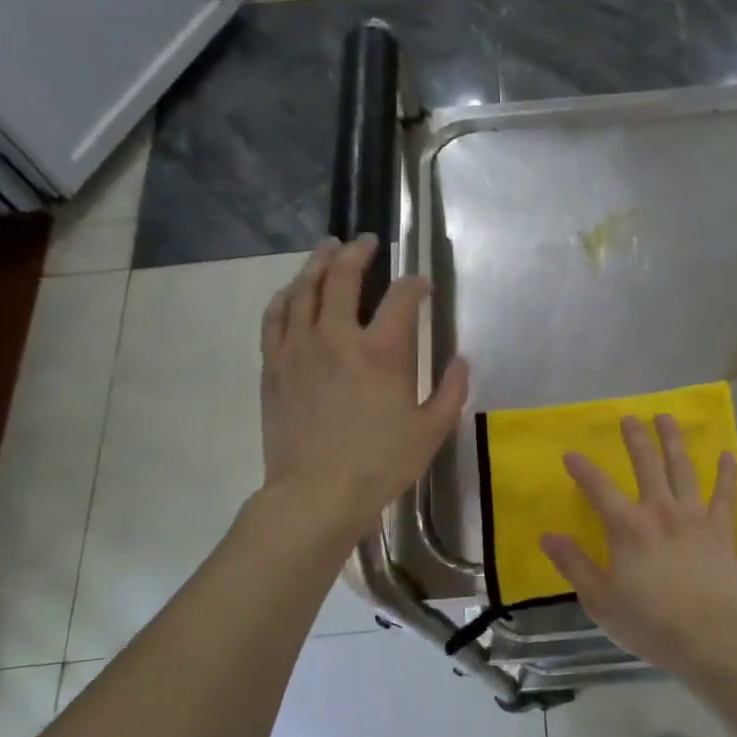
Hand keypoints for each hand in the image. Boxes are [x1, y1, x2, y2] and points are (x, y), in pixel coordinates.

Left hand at [260, 236, 467, 534]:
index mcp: (382, 352)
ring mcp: (299, 348)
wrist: (317, 493)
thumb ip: (452, 390)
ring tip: (327, 249)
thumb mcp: (432, 430)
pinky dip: (287, 296)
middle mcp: (337, 337)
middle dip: (358, 253)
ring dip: (317, 263)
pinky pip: (276, 317)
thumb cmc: (381, 464)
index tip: (423, 284)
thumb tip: (461, 360)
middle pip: (342, 277)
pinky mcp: (274, 365)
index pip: (401, 298)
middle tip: (367, 242)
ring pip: (304, 289)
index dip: (415, 284)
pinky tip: (293, 290)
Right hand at [541, 415, 736, 669]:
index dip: (582, 469)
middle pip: (646, 464)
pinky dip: (727, 474)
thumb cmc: (648, 623)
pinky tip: (728, 455)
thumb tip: (548, 536)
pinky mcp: (721, 530)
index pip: (598, 488)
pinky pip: (725, 495)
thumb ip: (574, 565)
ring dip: (674, 441)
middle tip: (629, 417)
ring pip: (683, 468)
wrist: (708, 638)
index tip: (571, 454)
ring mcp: (694, 517)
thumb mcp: (600, 600)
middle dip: (635, 438)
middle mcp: (659, 511)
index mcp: (627, 527)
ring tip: (667, 418)